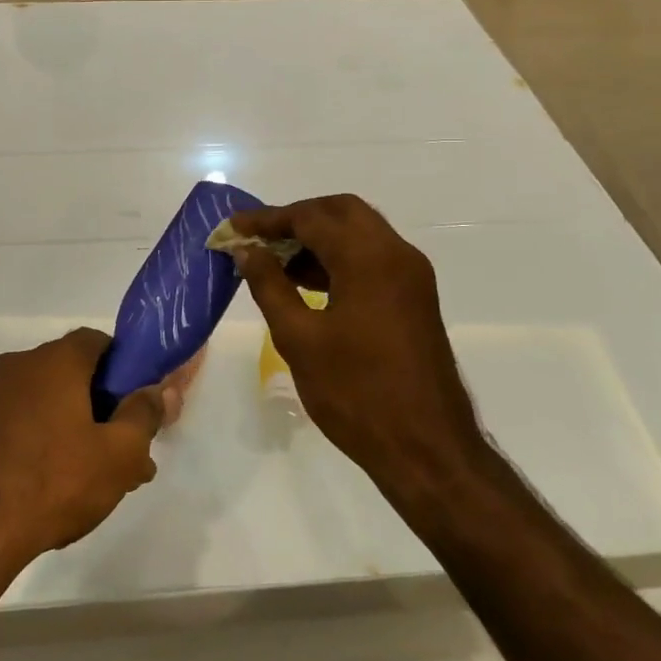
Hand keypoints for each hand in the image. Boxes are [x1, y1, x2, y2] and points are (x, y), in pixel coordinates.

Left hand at [0, 329, 164, 566]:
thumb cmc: (53, 481)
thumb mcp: (118, 453)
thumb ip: (145, 414)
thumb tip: (162, 389)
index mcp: (54, 360)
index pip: (99, 341)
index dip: (126, 367)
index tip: (141, 404)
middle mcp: (20, 366)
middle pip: (75, 374)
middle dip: (107, 408)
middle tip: (129, 453)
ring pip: (51, 403)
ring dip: (80, 430)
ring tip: (103, 480)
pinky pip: (25, 423)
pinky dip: (48, 443)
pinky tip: (62, 486)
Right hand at [228, 197, 483, 498]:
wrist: (427, 449)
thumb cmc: (356, 393)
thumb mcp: (299, 339)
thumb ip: (269, 286)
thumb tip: (247, 251)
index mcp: (369, 258)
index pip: (311, 217)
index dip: (268, 218)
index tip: (234, 227)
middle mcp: (396, 254)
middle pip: (341, 212)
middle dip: (296, 218)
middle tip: (258, 238)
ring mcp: (411, 276)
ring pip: (359, 233)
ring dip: (318, 237)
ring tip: (274, 260)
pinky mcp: (414, 297)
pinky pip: (371, 258)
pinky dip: (338, 258)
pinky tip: (306, 282)